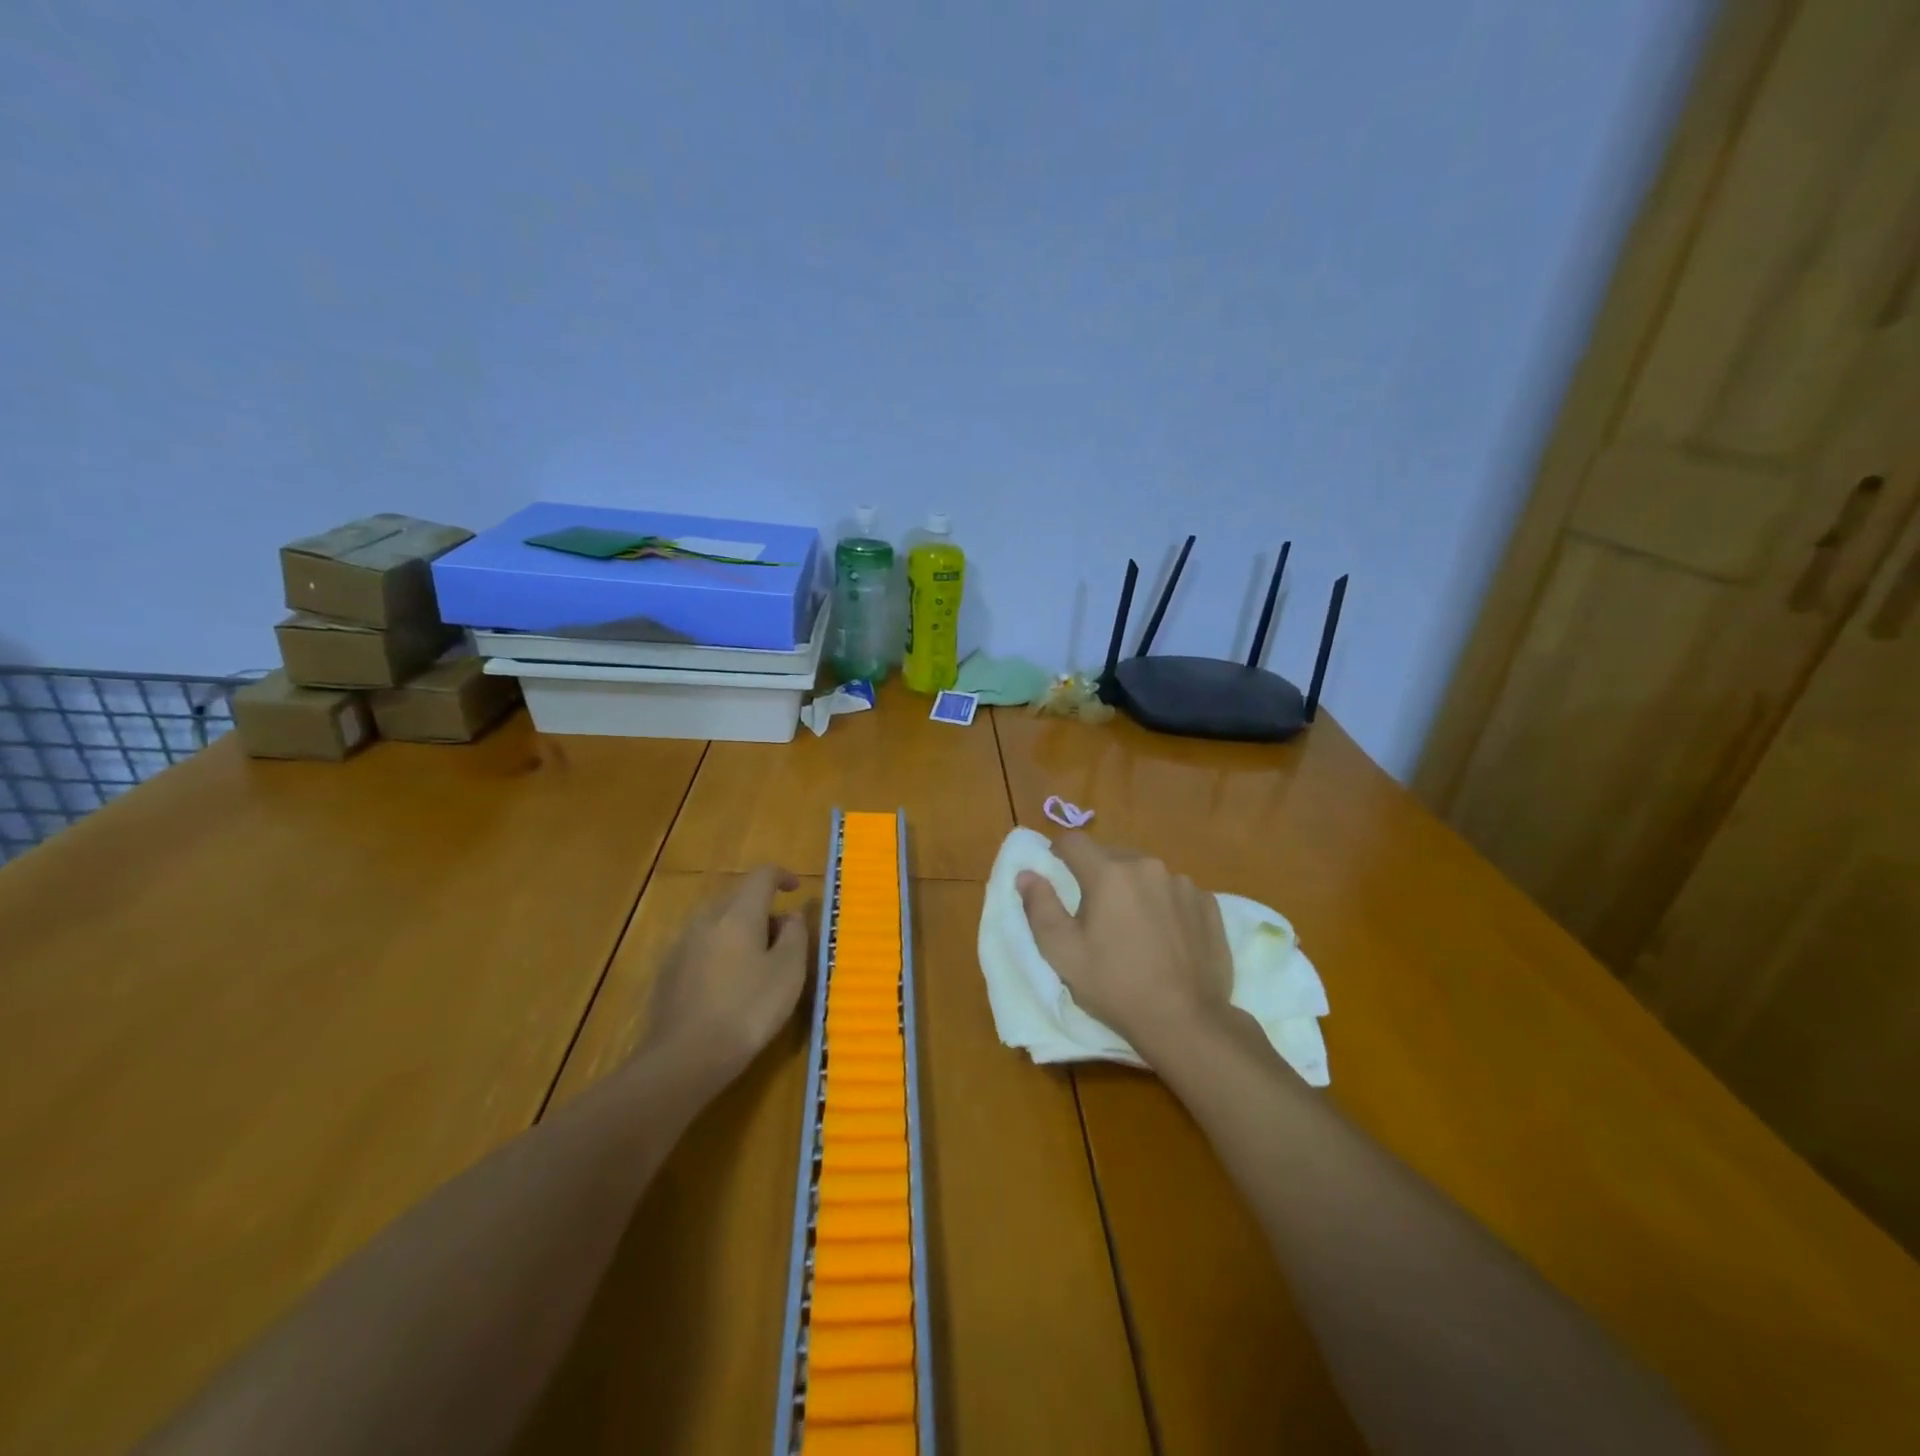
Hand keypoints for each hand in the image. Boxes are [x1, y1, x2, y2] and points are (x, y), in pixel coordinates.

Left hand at [642, 865, 808, 1085]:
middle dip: (761, 908)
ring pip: (716, 922)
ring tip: (756, 962)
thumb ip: (795, 935)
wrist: (685, 1057)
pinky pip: (700, 946)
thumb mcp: (789, 972)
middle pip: (737, 897)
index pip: (761, 876)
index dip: (782, 876)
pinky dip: (719, 951)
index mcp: (738, 913)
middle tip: (781, 937)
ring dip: (739, 930)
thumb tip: (791, 915)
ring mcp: (682, 944)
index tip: (796, 889)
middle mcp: (706, 918)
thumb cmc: (748, 1009)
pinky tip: (727, 984)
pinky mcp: (667, 971)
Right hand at [1017, 833, 1233, 1062]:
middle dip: (1097, 874)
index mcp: (1109, 873)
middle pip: (1111, 856)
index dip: (1059, 852)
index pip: (1074, 842)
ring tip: (1133, 927)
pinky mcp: (1208, 904)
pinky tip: (1165, 937)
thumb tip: (1027, 874)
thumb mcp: (1062, 952)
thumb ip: (1040, 906)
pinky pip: (1175, 892)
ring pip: (1145, 874)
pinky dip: (1164, 904)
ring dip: (1133, 889)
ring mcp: (1183, 884)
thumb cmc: (1114, 985)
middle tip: (1094, 911)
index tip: (1056, 871)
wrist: (1185, 1020)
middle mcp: (1147, 866)